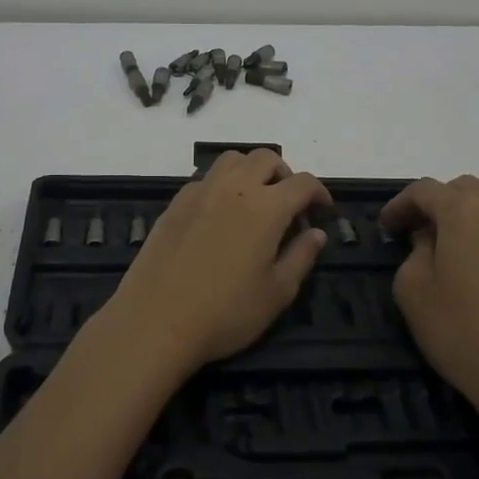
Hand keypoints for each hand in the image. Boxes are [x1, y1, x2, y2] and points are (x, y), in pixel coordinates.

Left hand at [104, 149, 330, 376]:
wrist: (156, 320)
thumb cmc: (226, 312)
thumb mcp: (277, 293)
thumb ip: (301, 256)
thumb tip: (316, 233)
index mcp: (267, 206)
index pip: (302, 182)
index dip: (319, 192)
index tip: (323, 210)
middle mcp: (234, 187)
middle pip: (265, 158)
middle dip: (284, 174)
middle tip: (289, 204)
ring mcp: (200, 191)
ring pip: (232, 159)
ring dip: (250, 171)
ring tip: (254, 201)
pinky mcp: (175, 203)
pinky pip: (205, 179)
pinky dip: (222, 185)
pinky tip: (219, 216)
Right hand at [380, 175, 478, 415]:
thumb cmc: (463, 330)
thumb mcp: (413, 289)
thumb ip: (414, 252)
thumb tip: (429, 241)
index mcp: (465, 209)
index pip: (423, 190)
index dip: (398, 205)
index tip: (384, 228)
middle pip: (462, 191)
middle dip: (435, 205)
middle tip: (413, 233)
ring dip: (463, 221)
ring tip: (444, 252)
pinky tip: (475, 272)